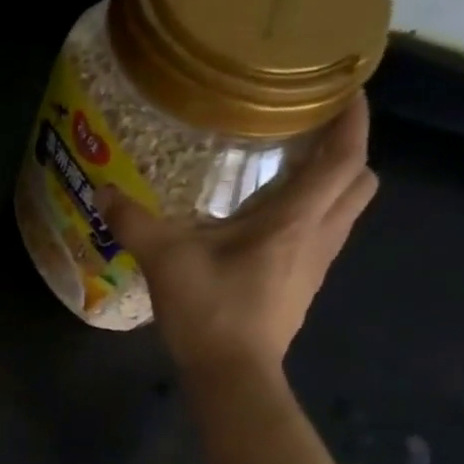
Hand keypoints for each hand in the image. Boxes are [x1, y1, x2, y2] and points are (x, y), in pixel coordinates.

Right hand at [99, 95, 376, 377]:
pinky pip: (322, 238)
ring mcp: (316, 266)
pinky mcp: (302, 288)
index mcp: (296, 220)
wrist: (232, 374)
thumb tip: (103, 192)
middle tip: (312, 136)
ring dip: (330, 187)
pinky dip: (310, 219)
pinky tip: (267, 226)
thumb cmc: (210, 310)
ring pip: (345, 212)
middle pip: (360, 182)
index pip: (345, 157)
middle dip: (347, 152)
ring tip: (289, 174)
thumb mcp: (165, 261)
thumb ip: (135, 223)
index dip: (353, 119)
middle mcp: (319, 236)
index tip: (345, 89)